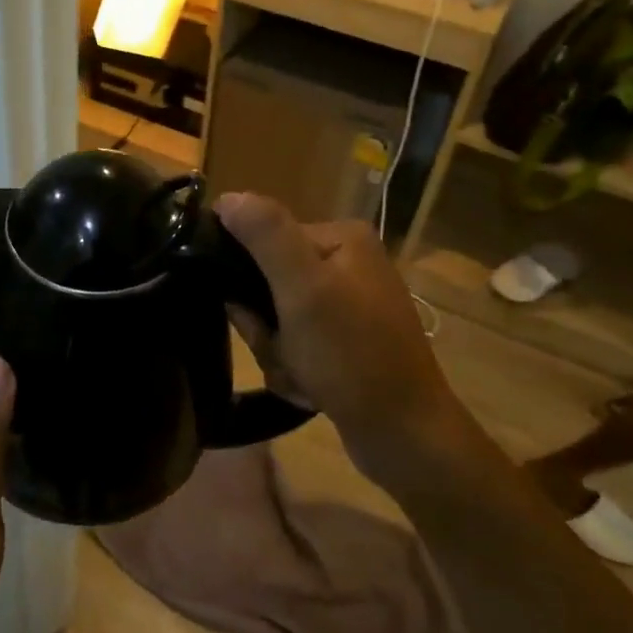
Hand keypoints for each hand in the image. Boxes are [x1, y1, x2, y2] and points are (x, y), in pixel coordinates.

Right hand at [218, 193, 466, 488]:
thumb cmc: (352, 356)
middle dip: (267, 327)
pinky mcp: (349, 341)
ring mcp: (350, 304)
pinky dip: (295, 370)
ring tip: (302, 378)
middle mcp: (348, 263)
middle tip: (286, 353)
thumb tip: (227, 197)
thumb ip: (265, 235)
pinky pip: (297, 345)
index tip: (258, 319)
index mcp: (342, 238)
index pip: (264, 241)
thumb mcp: (304, 289)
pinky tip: (312, 391)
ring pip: (277, 320)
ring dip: (278, 353)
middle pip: (269, 284)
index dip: (249, 283)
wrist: (405, 436)